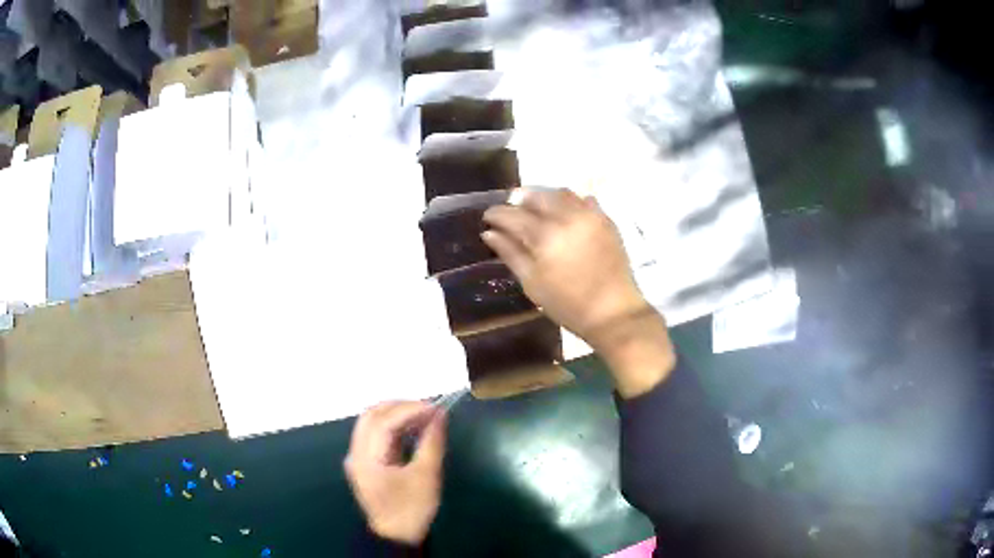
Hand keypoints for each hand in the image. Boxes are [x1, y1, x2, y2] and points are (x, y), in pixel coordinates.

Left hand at [345, 401, 445, 544]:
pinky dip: (392, 426)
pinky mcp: (363, 462)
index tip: (435, 407)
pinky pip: (374, 434)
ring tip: (423, 416)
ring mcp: (356, 458)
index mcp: (366, 459)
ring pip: (370, 422)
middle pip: (371, 416)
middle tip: (428, 408)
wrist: (397, 536)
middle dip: (399, 406)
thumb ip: (432, 443)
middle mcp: (355, 453)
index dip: (409, 410)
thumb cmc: (412, 509)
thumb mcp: (427, 477)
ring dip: (395, 414)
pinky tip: (411, 429)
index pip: (383, 422)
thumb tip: (439, 415)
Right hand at [482, 188, 646, 347]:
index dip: (496, 214)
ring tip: (537, 210)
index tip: (487, 217)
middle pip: (537, 196)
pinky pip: (584, 200)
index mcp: (544, 235)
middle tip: (511, 211)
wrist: (612, 312)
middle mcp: (567, 217)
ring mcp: (589, 216)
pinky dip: (570, 202)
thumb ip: (510, 253)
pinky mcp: (606, 220)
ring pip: (561, 193)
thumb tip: (489, 233)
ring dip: (544, 197)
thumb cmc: (567, 304)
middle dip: (520, 200)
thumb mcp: (532, 283)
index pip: (512, 215)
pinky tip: (565, 214)